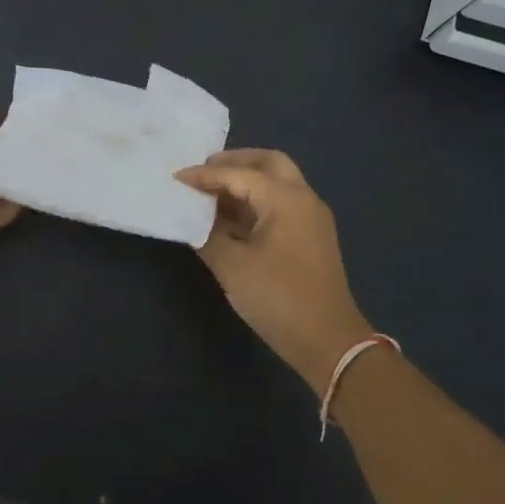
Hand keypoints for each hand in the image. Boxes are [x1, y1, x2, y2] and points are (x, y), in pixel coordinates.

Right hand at [176, 149, 372, 387]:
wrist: (328, 341)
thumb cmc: (278, 298)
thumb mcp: (232, 267)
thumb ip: (207, 235)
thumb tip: (193, 220)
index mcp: (285, 199)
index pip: (238, 174)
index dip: (204, 175)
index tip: (176, 177)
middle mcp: (303, 198)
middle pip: (268, 163)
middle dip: (234, 162)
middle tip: (203, 172)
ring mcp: (310, 217)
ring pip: (277, 182)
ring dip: (245, 181)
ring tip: (210, 193)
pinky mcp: (310, 236)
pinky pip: (280, 203)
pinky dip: (255, 201)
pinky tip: (229, 217)